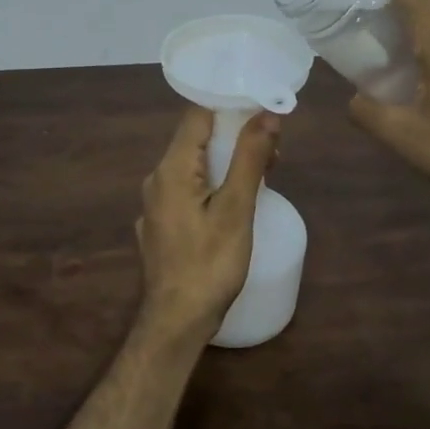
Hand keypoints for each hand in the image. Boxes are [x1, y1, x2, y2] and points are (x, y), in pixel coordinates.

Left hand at [135, 106, 280, 344]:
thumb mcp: (236, 210)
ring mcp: (156, 204)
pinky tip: (233, 203)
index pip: (197, 116)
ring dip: (226, 162)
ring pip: (193, 167)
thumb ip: (250, 159)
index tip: (263, 107)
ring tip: (263, 173)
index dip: (230, 106)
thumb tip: (267, 114)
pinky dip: (212, 185)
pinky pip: (188, 190)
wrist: (176, 322)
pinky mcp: (161, 225)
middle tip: (273, 148)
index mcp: (172, 169)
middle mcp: (157, 179)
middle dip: (234, 136)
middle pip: (196, 140)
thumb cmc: (209, 265)